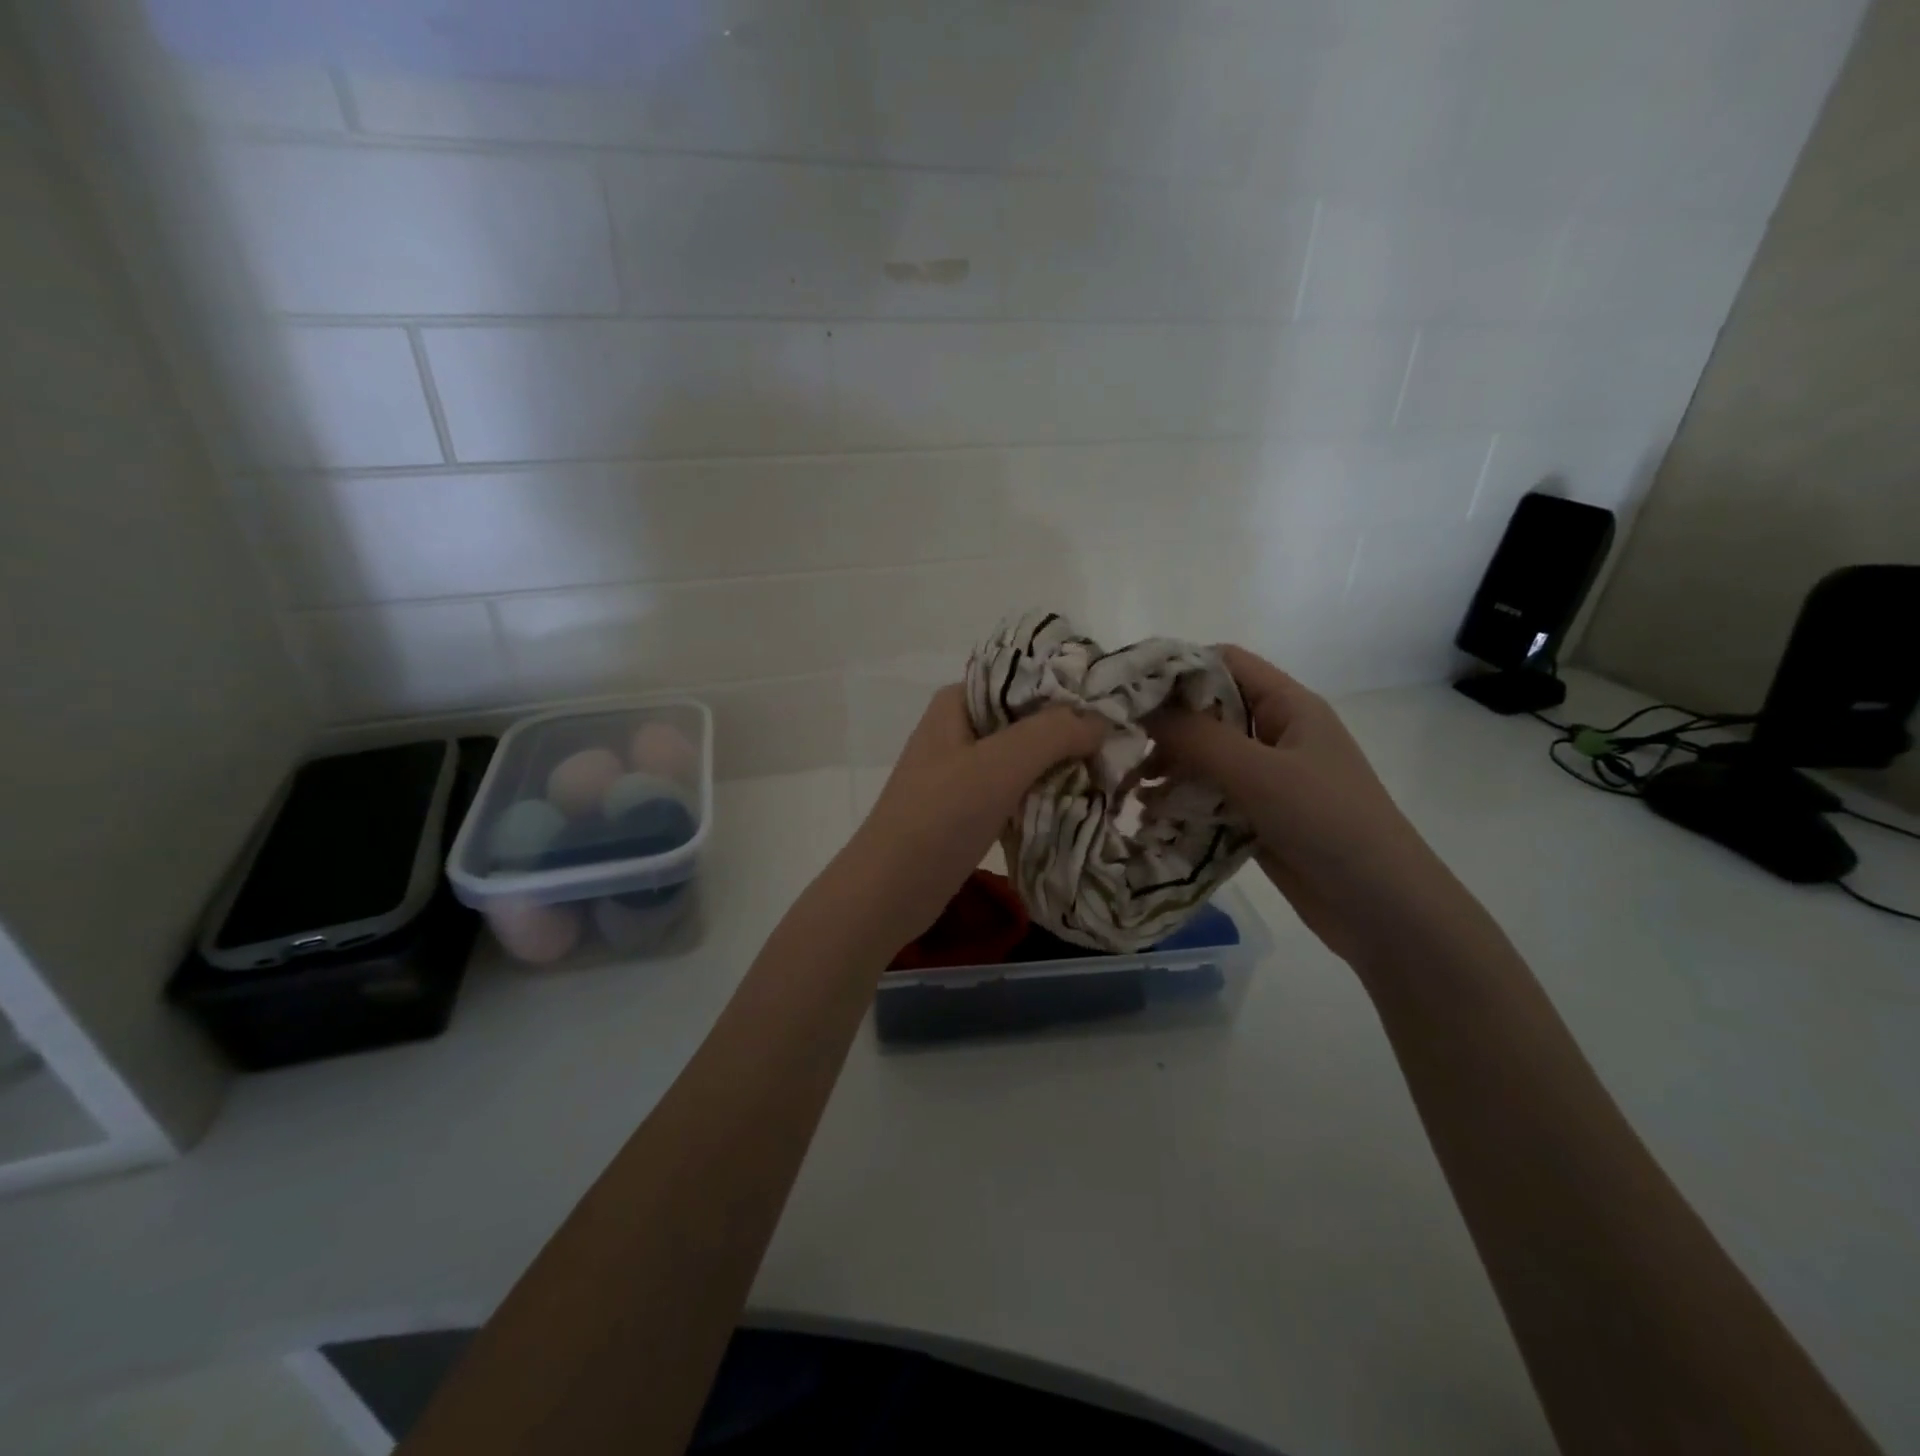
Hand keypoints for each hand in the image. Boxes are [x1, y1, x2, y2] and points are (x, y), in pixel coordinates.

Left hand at [837, 685, 1107, 954]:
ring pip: (1025, 755)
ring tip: (1109, 771)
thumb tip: (1101, 721)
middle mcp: (960, 728)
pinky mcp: (969, 807)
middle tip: (1119, 744)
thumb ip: (1053, 733)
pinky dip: (1045, 792)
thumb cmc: (940, 818)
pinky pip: (1017, 788)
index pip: (1023, 676)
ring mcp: (963, 769)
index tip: (1113, 703)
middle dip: (1070, 730)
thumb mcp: (999, 765)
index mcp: (958, 702)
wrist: (890, 891)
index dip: (1067, 686)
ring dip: (1061, 764)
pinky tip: (1079, 800)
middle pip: (1027, 717)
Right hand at [1148, 646, 1441, 962]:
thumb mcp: (1259, 773)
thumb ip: (1198, 738)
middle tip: (1119, 742)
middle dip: (1164, 723)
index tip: (1128, 688)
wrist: (1381, 907)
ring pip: (1205, 755)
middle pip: (1209, 709)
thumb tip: (1142, 710)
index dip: (1177, 667)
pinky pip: (1210, 794)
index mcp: (1287, 705)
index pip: (1224, 662)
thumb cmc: (1327, 822)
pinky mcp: (1258, 814)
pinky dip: (1181, 798)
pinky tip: (1151, 813)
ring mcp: (1267, 776)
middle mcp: (1275, 733)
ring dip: (1169, 765)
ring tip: (1130, 785)